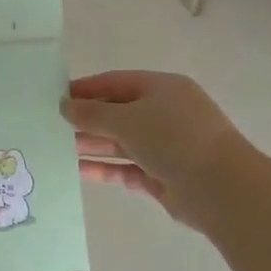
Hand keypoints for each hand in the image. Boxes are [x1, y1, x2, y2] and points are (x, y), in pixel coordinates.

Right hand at [63, 70, 245, 224]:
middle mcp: (164, 114)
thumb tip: (65, 105)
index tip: (55, 97)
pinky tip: (77, 171)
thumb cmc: (173, 138)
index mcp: (162, 88)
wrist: (220, 188)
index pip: (116, 83)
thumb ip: (92, 113)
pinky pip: (126, 168)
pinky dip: (104, 169)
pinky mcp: (162, 176)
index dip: (86, 89)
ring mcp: (165, 146)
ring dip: (91, 145)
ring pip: (120, 142)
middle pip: (117, 113)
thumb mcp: (127, 119)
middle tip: (50, 126)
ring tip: (56, 149)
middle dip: (86, 120)